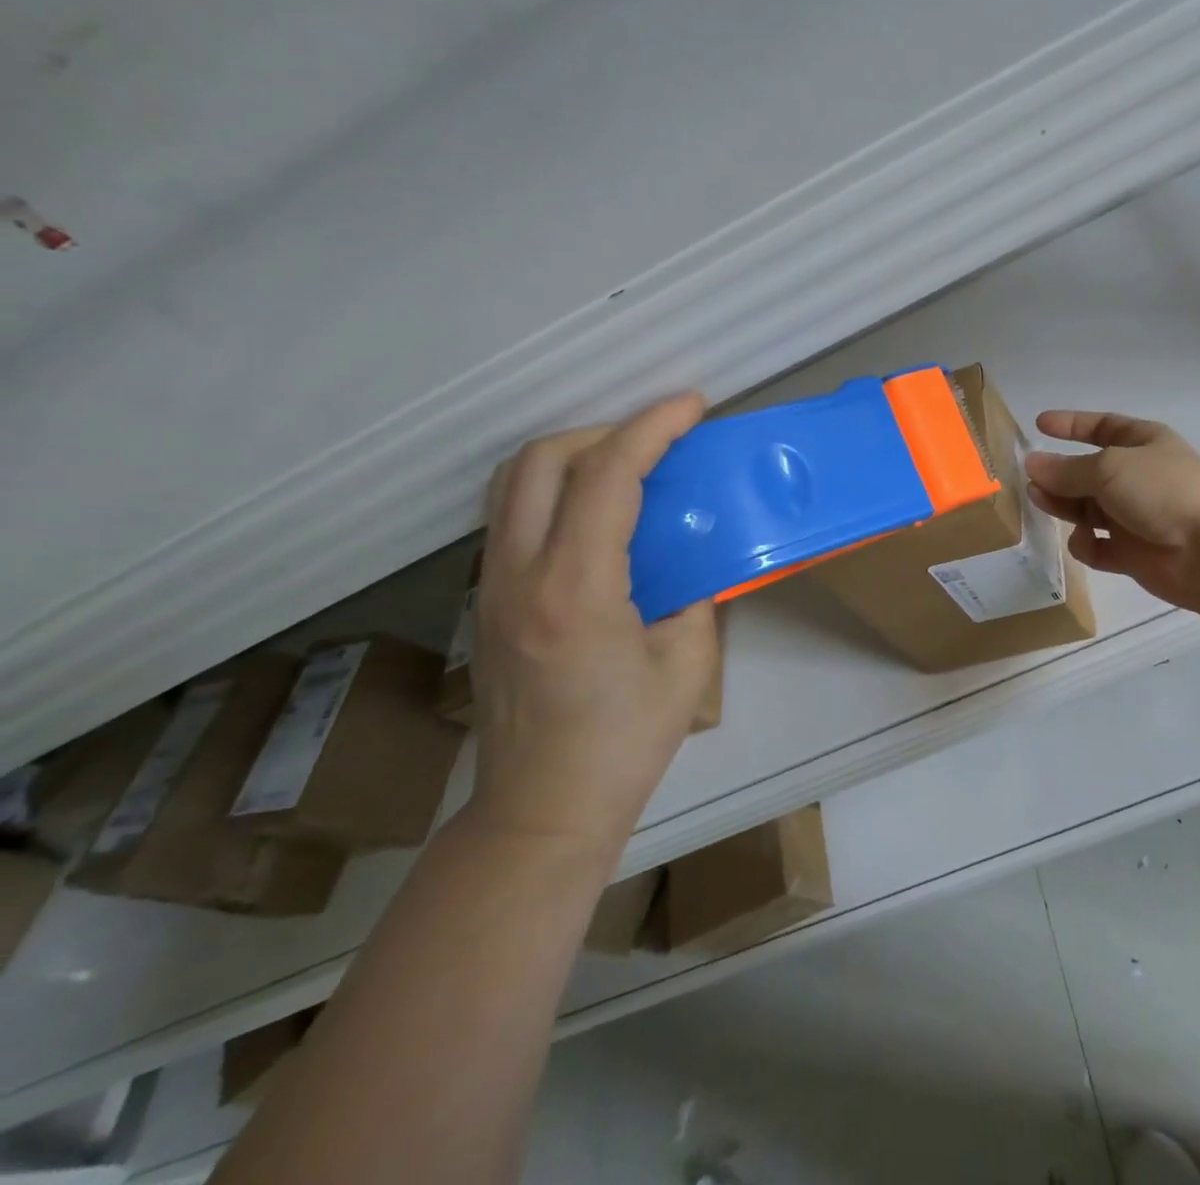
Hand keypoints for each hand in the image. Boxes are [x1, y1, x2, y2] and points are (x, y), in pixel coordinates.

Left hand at [468, 394, 719, 856]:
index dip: (652, 427)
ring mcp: (493, 586)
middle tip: (658, 439)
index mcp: (577, 588)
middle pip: (543, 459)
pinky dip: (553, 487)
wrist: (540, 809)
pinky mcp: (488, 600)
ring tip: (626, 464)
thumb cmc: (624, 743)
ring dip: (573, 454)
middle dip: (606, 429)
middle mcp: (520, 574)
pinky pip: (511, 514)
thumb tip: (695, 553)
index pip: (608, 476)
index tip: (692, 405)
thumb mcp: (688, 663)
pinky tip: (595, 513)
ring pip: (514, 481)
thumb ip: (697, 592)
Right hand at [1023, 410, 1199, 614]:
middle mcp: (1138, 477)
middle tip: (1030, 481)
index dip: (1072, 425)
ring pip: (1088, 509)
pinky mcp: (1133, 554)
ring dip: (1064, 506)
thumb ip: (1066, 469)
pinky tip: (1086, 541)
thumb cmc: (1163, 490)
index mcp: (1143, 443)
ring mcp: (1136, 516)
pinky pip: (1098, 546)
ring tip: (1041, 503)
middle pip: (1088, 472)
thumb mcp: (1108, 468)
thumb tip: (1032, 464)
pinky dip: (1087, 544)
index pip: (1102, 427)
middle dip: (1059, 475)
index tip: (1039, 424)